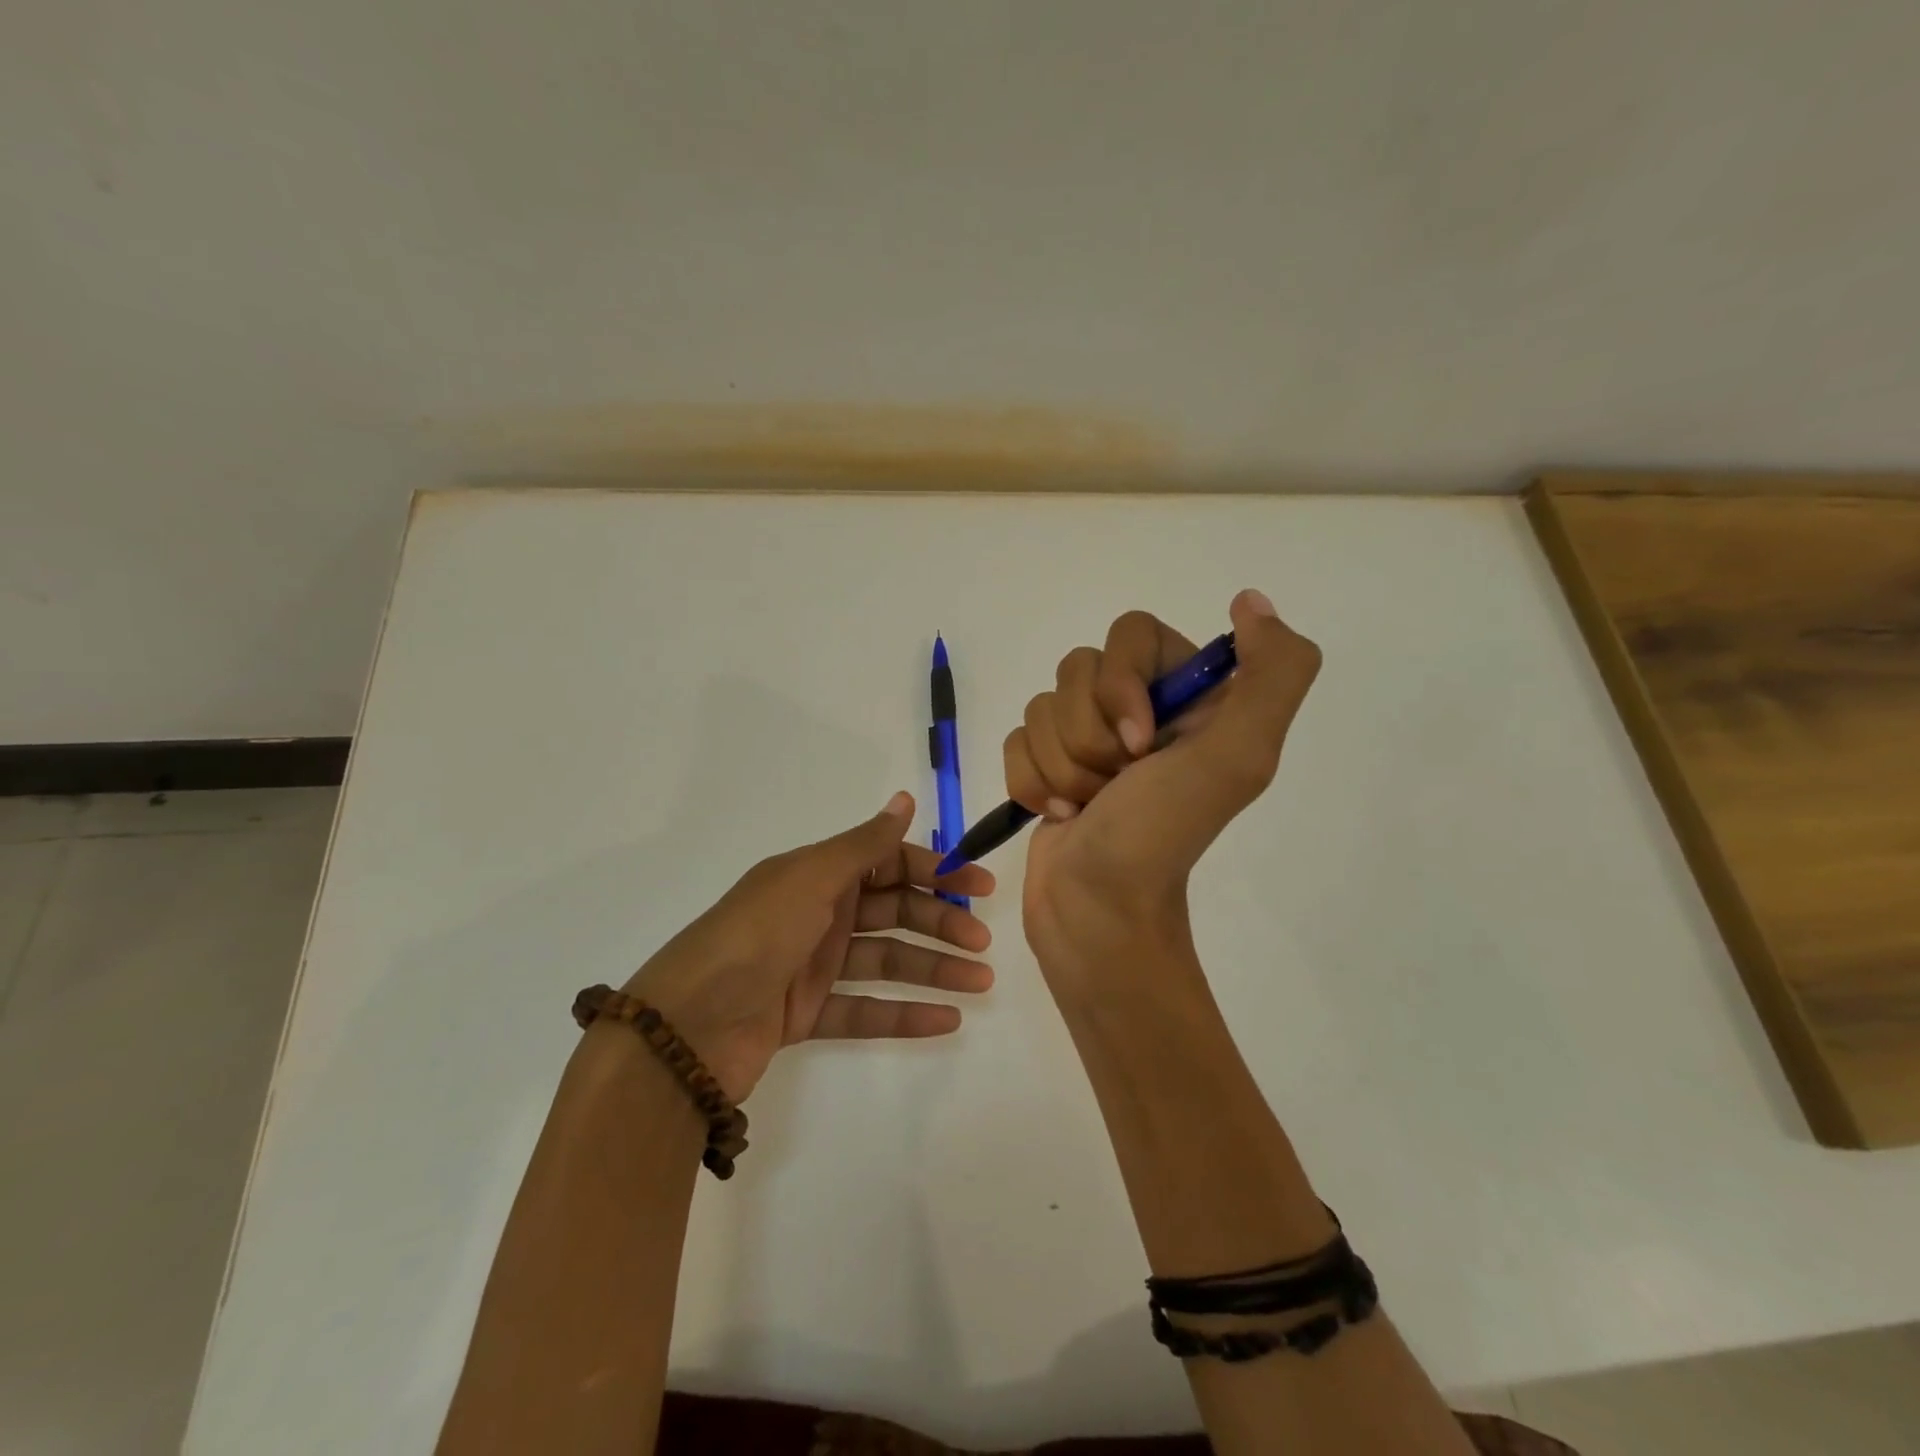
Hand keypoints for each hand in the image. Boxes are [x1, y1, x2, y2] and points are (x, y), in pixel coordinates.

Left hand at [622, 792, 993, 1100]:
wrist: (687, 1027)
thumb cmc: (756, 935)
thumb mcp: (812, 879)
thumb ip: (865, 844)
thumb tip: (905, 797)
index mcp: (818, 874)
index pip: (889, 863)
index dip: (935, 871)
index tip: (979, 887)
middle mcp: (818, 913)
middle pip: (893, 912)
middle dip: (940, 923)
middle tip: (982, 943)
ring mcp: (813, 966)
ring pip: (886, 961)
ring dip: (934, 969)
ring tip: (980, 983)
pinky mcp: (807, 1013)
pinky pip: (866, 1008)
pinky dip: (905, 1014)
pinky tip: (948, 1020)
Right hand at [1006, 590, 1319, 990]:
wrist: (1096, 912)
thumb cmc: (1160, 836)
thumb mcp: (1238, 758)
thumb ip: (1273, 674)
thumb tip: (1251, 602)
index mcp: (1189, 697)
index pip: (1132, 633)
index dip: (1122, 682)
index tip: (1140, 744)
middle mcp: (1140, 708)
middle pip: (1077, 670)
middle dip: (1088, 738)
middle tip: (1116, 784)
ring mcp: (1089, 739)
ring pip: (1041, 707)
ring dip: (1062, 768)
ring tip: (1088, 809)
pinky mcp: (1048, 765)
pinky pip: (1016, 740)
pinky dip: (1032, 784)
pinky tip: (1060, 816)